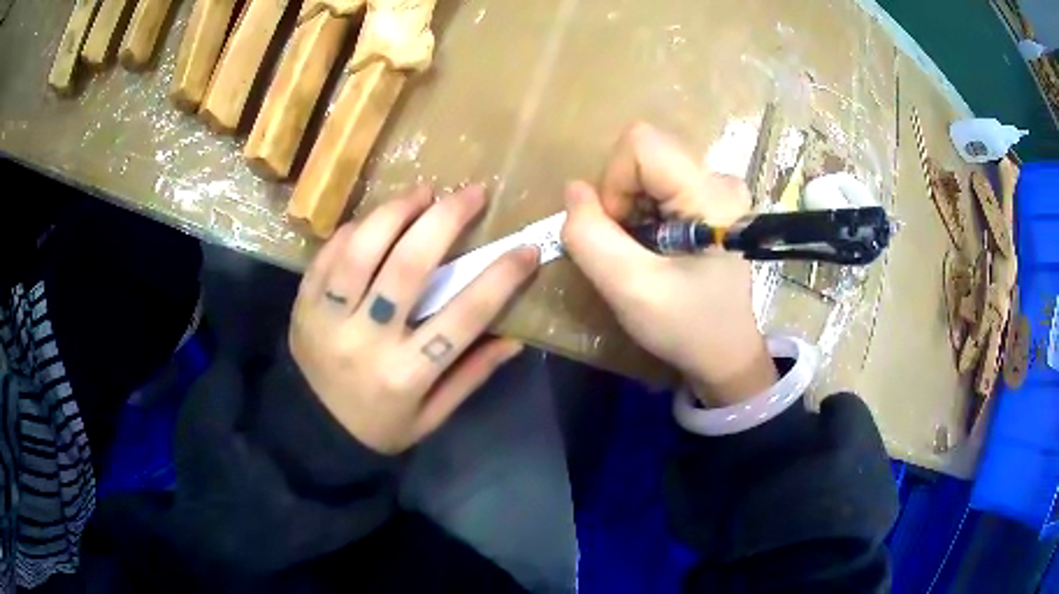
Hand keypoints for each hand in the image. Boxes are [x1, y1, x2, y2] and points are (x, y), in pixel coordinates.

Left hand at [290, 186, 537, 453]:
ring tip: (422, 193)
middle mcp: (367, 342)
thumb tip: (515, 338)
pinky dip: (354, 229)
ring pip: (362, 249)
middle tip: (471, 193)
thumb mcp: (432, 416)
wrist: (311, 433)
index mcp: (407, 374)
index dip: (501, 277)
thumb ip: (471, 375)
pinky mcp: (303, 306)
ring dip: (396, 211)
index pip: (464, 316)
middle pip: (408, 266)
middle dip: (446, 219)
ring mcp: (328, 319)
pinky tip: (375, 220)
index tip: (525, 248)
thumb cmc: (379, 428)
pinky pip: (327, 254)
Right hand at [563, 124, 777, 405]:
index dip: (614, 182)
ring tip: (646, 253)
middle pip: (643, 156)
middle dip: (620, 199)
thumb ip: (591, 237)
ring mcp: (717, 190)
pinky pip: (659, 186)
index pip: (641, 143)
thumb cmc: (688, 327)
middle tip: (631, 249)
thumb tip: (574, 190)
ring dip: (630, 209)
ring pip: (647, 171)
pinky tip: (657, 248)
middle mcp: (719, 180)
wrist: (726, 354)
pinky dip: (644, 214)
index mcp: (710, 194)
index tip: (620, 231)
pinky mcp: (711, 202)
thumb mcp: (630, 290)